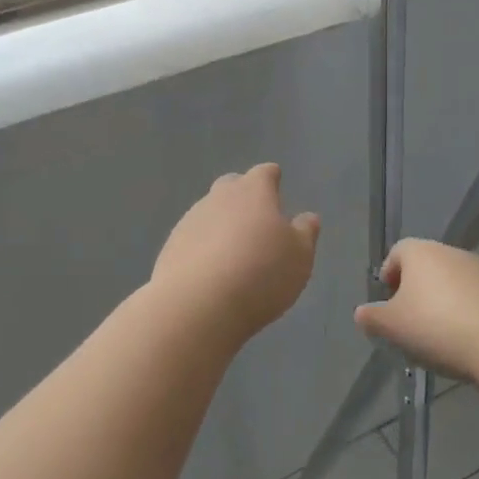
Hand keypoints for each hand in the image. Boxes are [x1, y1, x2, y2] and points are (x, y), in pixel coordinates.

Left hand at [150, 164, 320, 340]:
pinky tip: (211, 271)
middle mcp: (219, 198)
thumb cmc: (260, 273)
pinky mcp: (171, 246)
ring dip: (222, 225)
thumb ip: (305, 233)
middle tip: (256, 218)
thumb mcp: (299, 257)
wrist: (197, 303)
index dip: (271, 179)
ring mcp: (191, 220)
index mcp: (253, 192)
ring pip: (209, 213)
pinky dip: (204, 248)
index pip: (264, 174)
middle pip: (231, 186)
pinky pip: (193, 239)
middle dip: (243, 196)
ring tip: (234, 252)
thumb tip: (307, 217)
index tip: (276, 183)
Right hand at [354, 239, 478, 383]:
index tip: (388, 302)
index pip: (397, 252)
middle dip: (418, 292)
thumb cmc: (437, 326)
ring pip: (455, 283)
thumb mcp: (392, 327)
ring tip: (442, 337)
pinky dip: (472, 315)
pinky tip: (471, 342)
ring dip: (446, 303)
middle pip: (427, 267)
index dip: (389, 275)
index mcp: (420, 252)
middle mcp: (452, 252)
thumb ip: (372, 318)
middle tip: (412, 322)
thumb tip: (362, 313)